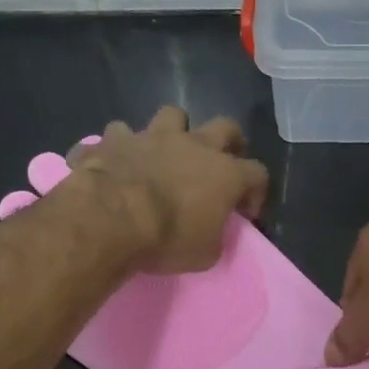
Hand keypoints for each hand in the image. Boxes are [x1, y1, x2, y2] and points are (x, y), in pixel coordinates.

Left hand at [64, 106, 267, 273]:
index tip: (245, 211)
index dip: (256, 191)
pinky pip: (119, 134)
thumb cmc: (166, 239)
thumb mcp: (204, 253)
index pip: (257, 173)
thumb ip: (214, 235)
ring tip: (165, 150)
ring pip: (172, 115)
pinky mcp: (116, 139)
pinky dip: (119, 146)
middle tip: (220, 161)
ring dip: (172, 131)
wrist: (110, 219)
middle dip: (228, 141)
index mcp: (225, 174)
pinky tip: (114, 160)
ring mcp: (153, 136)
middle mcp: (194, 145)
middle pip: (225, 127)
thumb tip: (211, 230)